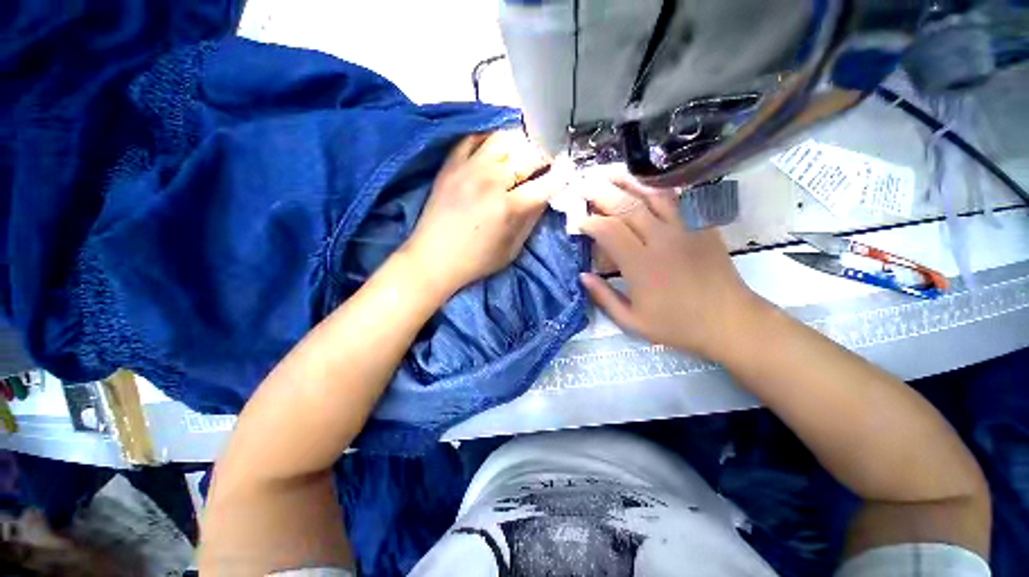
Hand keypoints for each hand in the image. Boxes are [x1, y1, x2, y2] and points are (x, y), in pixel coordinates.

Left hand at [402, 130, 564, 296]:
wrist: (433, 259)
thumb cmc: (476, 261)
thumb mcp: (512, 249)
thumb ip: (531, 220)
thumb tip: (545, 197)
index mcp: (509, 207)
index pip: (545, 184)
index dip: (561, 176)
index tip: (568, 172)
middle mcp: (491, 181)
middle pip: (528, 155)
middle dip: (543, 157)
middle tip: (546, 163)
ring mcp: (468, 169)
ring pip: (503, 138)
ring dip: (519, 143)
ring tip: (522, 153)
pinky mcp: (450, 165)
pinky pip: (472, 138)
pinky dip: (488, 138)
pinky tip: (495, 148)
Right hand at [579, 176, 766, 359]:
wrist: (729, 321)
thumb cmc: (677, 325)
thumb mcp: (632, 321)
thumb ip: (604, 297)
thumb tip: (583, 275)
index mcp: (642, 266)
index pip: (608, 231)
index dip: (588, 221)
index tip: (576, 221)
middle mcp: (662, 240)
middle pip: (627, 206)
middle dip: (600, 192)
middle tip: (582, 183)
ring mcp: (685, 228)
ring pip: (652, 194)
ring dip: (627, 181)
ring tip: (607, 171)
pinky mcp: (701, 225)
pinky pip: (677, 197)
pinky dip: (656, 186)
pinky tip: (643, 181)